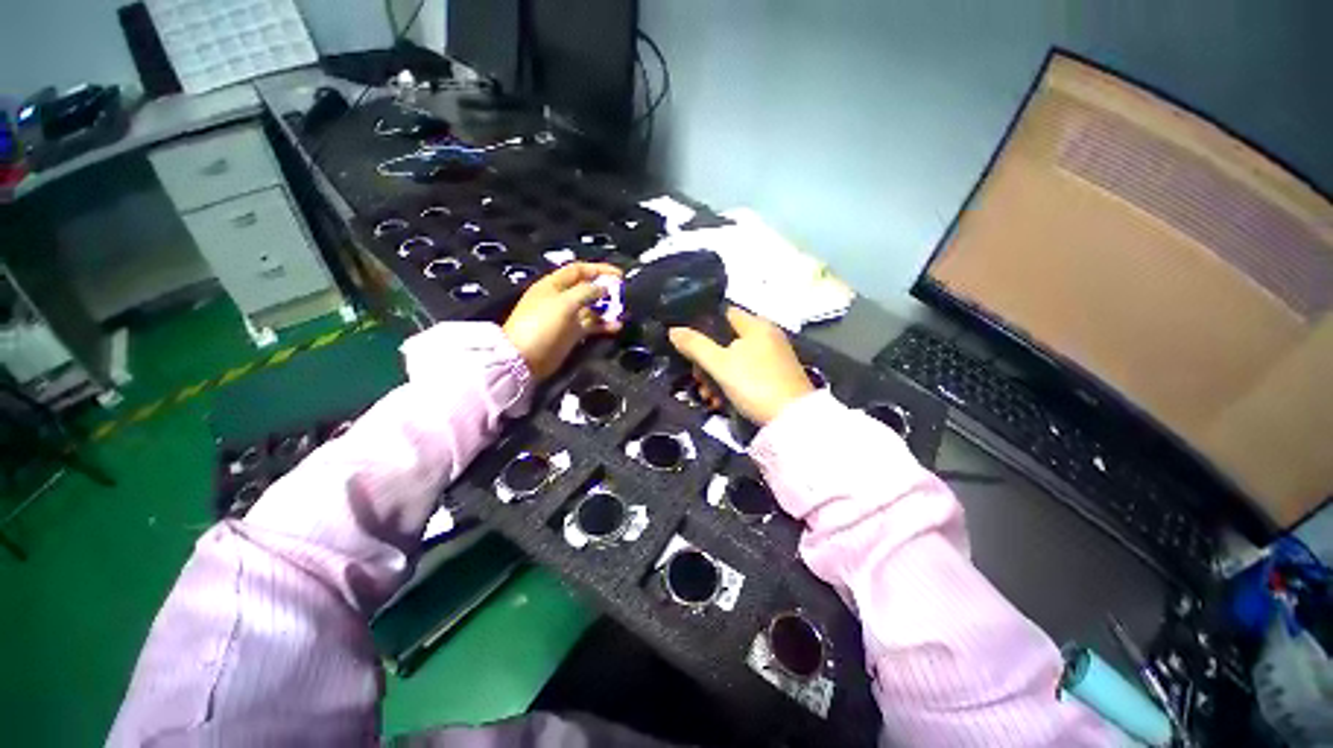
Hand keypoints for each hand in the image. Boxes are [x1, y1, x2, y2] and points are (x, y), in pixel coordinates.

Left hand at [503, 262, 622, 379]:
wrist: (524, 358)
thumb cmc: (542, 324)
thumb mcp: (564, 302)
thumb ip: (586, 292)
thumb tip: (603, 288)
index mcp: (553, 285)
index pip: (578, 270)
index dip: (599, 269)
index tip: (619, 275)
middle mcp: (560, 299)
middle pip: (586, 289)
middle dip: (605, 290)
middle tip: (623, 294)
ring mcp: (566, 317)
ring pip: (591, 309)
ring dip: (607, 309)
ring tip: (623, 312)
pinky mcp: (571, 334)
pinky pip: (591, 326)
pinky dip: (604, 326)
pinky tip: (616, 327)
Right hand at [668, 307, 813, 425]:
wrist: (792, 420)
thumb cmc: (755, 384)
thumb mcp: (720, 365)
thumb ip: (695, 345)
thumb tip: (673, 330)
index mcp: (756, 325)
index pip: (723, 314)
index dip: (703, 327)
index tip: (689, 346)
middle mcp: (767, 336)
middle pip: (726, 341)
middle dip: (707, 361)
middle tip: (698, 379)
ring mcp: (773, 357)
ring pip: (735, 360)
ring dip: (716, 377)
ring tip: (708, 396)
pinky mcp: (776, 376)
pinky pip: (747, 373)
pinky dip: (732, 384)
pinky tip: (721, 401)